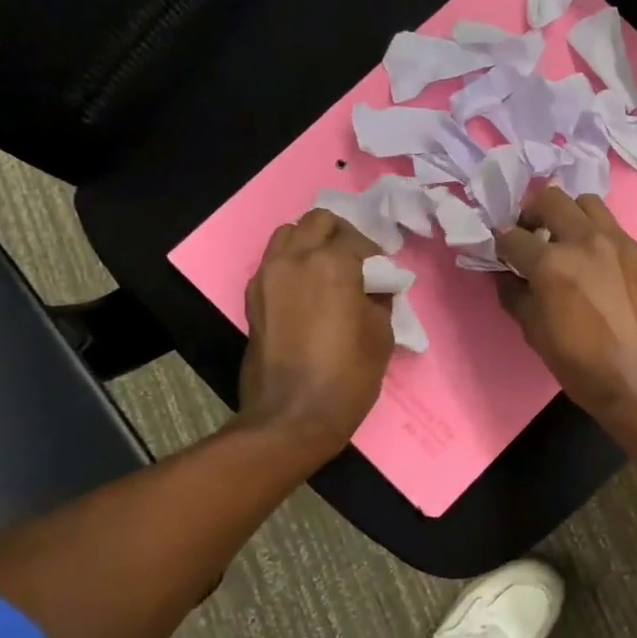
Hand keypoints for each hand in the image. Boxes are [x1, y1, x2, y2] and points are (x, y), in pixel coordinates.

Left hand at [238, 210, 391, 454]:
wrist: (292, 416)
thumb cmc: (347, 376)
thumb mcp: (382, 334)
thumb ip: (379, 297)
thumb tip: (374, 286)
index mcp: (332, 263)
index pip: (357, 238)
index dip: (375, 255)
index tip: (383, 276)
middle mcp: (295, 259)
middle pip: (318, 222)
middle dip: (341, 235)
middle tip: (357, 263)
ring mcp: (268, 276)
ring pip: (289, 234)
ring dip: (311, 243)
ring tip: (328, 271)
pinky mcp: (253, 297)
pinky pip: (274, 261)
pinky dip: (292, 263)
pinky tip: (308, 291)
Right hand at [494, 186, 636, 418]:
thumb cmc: (582, 365)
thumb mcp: (535, 334)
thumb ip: (516, 296)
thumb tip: (507, 276)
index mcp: (551, 263)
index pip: (512, 235)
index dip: (500, 243)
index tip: (501, 252)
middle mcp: (584, 241)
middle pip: (550, 199)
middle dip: (533, 213)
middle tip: (533, 236)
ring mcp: (618, 242)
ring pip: (587, 203)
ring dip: (570, 215)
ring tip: (567, 240)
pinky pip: (614, 229)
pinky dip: (598, 236)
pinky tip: (598, 264)